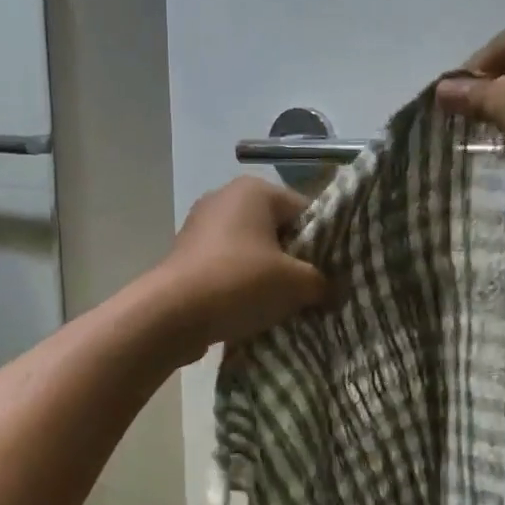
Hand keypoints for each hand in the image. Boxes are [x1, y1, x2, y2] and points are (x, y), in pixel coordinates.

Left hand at [151, 178, 329, 359]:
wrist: (172, 314)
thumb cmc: (240, 283)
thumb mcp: (296, 284)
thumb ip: (322, 282)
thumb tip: (332, 290)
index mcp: (255, 190)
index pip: (305, 211)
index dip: (323, 243)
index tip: (332, 273)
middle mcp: (225, 197)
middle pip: (277, 229)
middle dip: (294, 260)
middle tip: (311, 290)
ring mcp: (200, 225)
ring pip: (251, 249)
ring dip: (267, 274)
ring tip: (282, 304)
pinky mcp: (186, 253)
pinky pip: (227, 264)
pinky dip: (240, 282)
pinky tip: (250, 308)